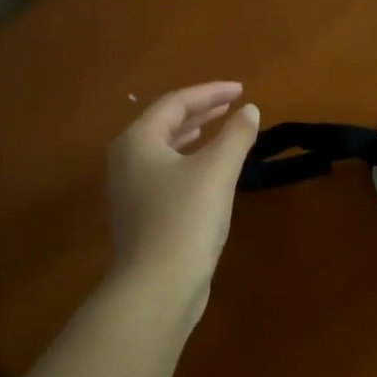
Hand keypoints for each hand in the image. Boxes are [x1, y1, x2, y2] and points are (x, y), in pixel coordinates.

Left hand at [106, 83, 260, 306]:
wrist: (158, 285)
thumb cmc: (186, 218)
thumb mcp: (217, 170)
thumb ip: (236, 135)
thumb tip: (250, 110)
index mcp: (138, 141)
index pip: (175, 103)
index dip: (210, 92)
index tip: (242, 90)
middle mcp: (126, 160)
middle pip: (165, 124)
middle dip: (201, 111)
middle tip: (233, 104)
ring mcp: (130, 190)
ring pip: (164, 150)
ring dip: (194, 136)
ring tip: (221, 128)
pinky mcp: (141, 215)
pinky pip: (166, 173)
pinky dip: (189, 161)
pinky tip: (209, 171)